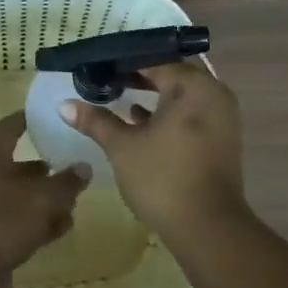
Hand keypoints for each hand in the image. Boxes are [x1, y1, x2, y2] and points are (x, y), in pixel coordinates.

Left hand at [0, 114, 89, 287]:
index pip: (8, 129)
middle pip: (19, 169)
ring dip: (46, 203)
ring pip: (21, 201)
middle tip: (75, 170)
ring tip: (74, 205)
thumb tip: (83, 167)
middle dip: (47, 170)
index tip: (47, 115)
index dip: (26, 120)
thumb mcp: (42, 197)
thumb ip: (66, 182)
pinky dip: (38, 227)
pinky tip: (59, 232)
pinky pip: (19, 228)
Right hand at [58, 60, 247, 240]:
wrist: (207, 228)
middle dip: (141, 74)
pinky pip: (192, 112)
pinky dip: (169, 112)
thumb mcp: (122, 147)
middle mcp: (214, 94)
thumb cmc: (163, 178)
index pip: (155, 60)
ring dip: (155, 93)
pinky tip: (140, 120)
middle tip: (109, 76)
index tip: (99, 65)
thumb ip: (96, 121)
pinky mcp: (221, 138)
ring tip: (119, 94)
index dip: (125, 62)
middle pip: (173, 72)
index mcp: (193, 86)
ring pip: (184, 93)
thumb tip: (64, 105)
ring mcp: (222, 117)